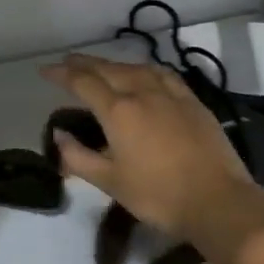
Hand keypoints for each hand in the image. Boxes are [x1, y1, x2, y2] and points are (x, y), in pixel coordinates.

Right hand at [40, 53, 263, 263]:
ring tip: (101, 67)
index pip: (82, 82)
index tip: (45, 71)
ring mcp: (170, 94)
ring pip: (135, 68)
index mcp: (118, 111)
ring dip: (113, 64)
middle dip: (84, 63)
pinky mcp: (192, 101)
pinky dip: (144, 69)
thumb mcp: (110, 182)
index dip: (61, 74)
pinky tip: (144, 74)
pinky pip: (162, 74)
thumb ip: (78, 156)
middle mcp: (142, 92)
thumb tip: (58, 134)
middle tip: (67, 62)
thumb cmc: (158, 196)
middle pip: (107, 69)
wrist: (218, 201)